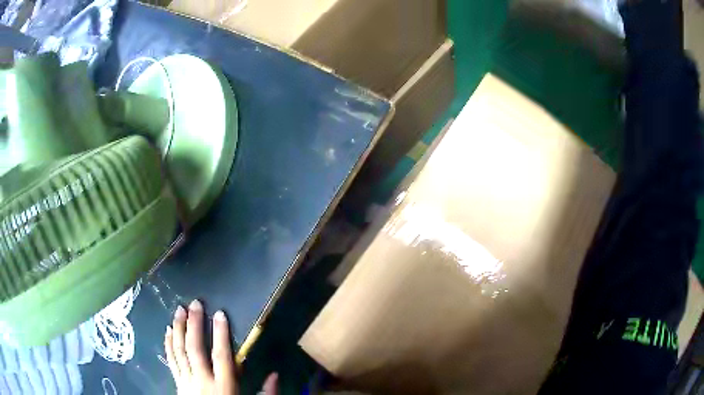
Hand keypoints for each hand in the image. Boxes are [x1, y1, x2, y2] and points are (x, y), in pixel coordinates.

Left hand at [164, 300, 277, 393]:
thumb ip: (267, 393)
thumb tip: (276, 374)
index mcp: (223, 386)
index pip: (221, 356)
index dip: (221, 334)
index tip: (220, 313)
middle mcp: (202, 381)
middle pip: (195, 349)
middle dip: (194, 325)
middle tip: (195, 304)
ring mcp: (186, 381)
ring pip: (179, 351)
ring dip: (178, 329)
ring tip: (179, 310)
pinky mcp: (177, 383)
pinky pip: (171, 360)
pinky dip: (168, 344)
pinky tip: (167, 331)